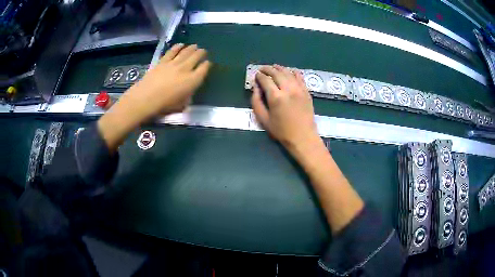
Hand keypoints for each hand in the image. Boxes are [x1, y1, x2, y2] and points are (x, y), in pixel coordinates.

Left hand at [124, 43, 210, 119]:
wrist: (146, 98)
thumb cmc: (165, 105)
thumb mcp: (181, 105)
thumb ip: (187, 97)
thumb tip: (188, 94)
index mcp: (193, 80)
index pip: (204, 69)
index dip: (207, 65)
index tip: (208, 63)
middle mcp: (185, 69)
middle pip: (196, 57)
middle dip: (201, 53)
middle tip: (203, 51)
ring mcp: (173, 63)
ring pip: (186, 52)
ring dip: (191, 48)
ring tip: (195, 46)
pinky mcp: (163, 62)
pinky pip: (172, 52)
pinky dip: (177, 47)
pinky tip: (180, 44)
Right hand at [251, 65, 319, 151]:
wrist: (303, 137)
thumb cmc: (281, 130)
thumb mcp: (263, 119)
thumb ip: (256, 102)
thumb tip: (255, 87)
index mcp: (275, 97)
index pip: (265, 79)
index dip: (259, 76)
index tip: (256, 75)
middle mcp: (288, 89)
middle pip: (276, 72)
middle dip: (267, 69)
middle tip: (262, 69)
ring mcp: (299, 89)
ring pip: (288, 72)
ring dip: (279, 68)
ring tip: (274, 67)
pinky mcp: (306, 91)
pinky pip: (299, 76)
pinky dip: (293, 72)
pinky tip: (289, 72)